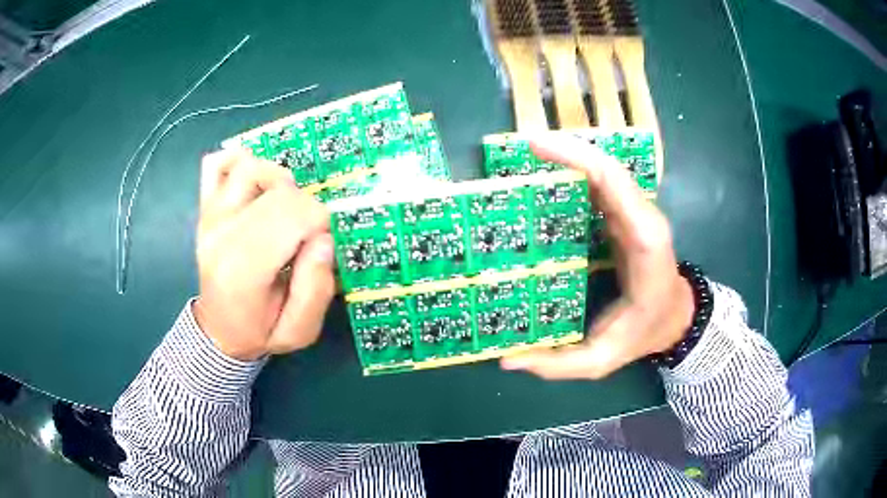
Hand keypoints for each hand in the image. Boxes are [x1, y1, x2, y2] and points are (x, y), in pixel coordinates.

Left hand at [194, 150, 334, 360]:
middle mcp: (221, 235)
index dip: (320, 223)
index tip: (319, 247)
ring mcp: (210, 217)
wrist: (218, 332)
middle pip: (278, 189)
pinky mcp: (205, 208)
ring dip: (278, 182)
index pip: (292, 214)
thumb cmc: (259, 332)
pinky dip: (239, 163)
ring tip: (282, 210)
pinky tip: (255, 186)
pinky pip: (216, 165)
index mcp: (243, 270)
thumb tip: (322, 241)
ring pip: (250, 167)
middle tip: (304, 236)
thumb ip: (316, 291)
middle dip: (306, 207)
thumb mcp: (298, 333)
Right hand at [501, 134, 694, 378]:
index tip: (537, 147)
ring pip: (604, 169)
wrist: (675, 317)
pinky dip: (576, 170)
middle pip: (606, 167)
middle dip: (567, 149)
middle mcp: (642, 217)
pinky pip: (602, 184)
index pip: (613, 183)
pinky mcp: (626, 215)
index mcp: (643, 241)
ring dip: (570, 155)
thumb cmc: (643, 332)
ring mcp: (636, 212)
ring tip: (532, 153)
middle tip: (525, 146)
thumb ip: (558, 364)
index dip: (577, 158)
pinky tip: (550, 173)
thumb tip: (507, 359)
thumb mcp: (602, 359)